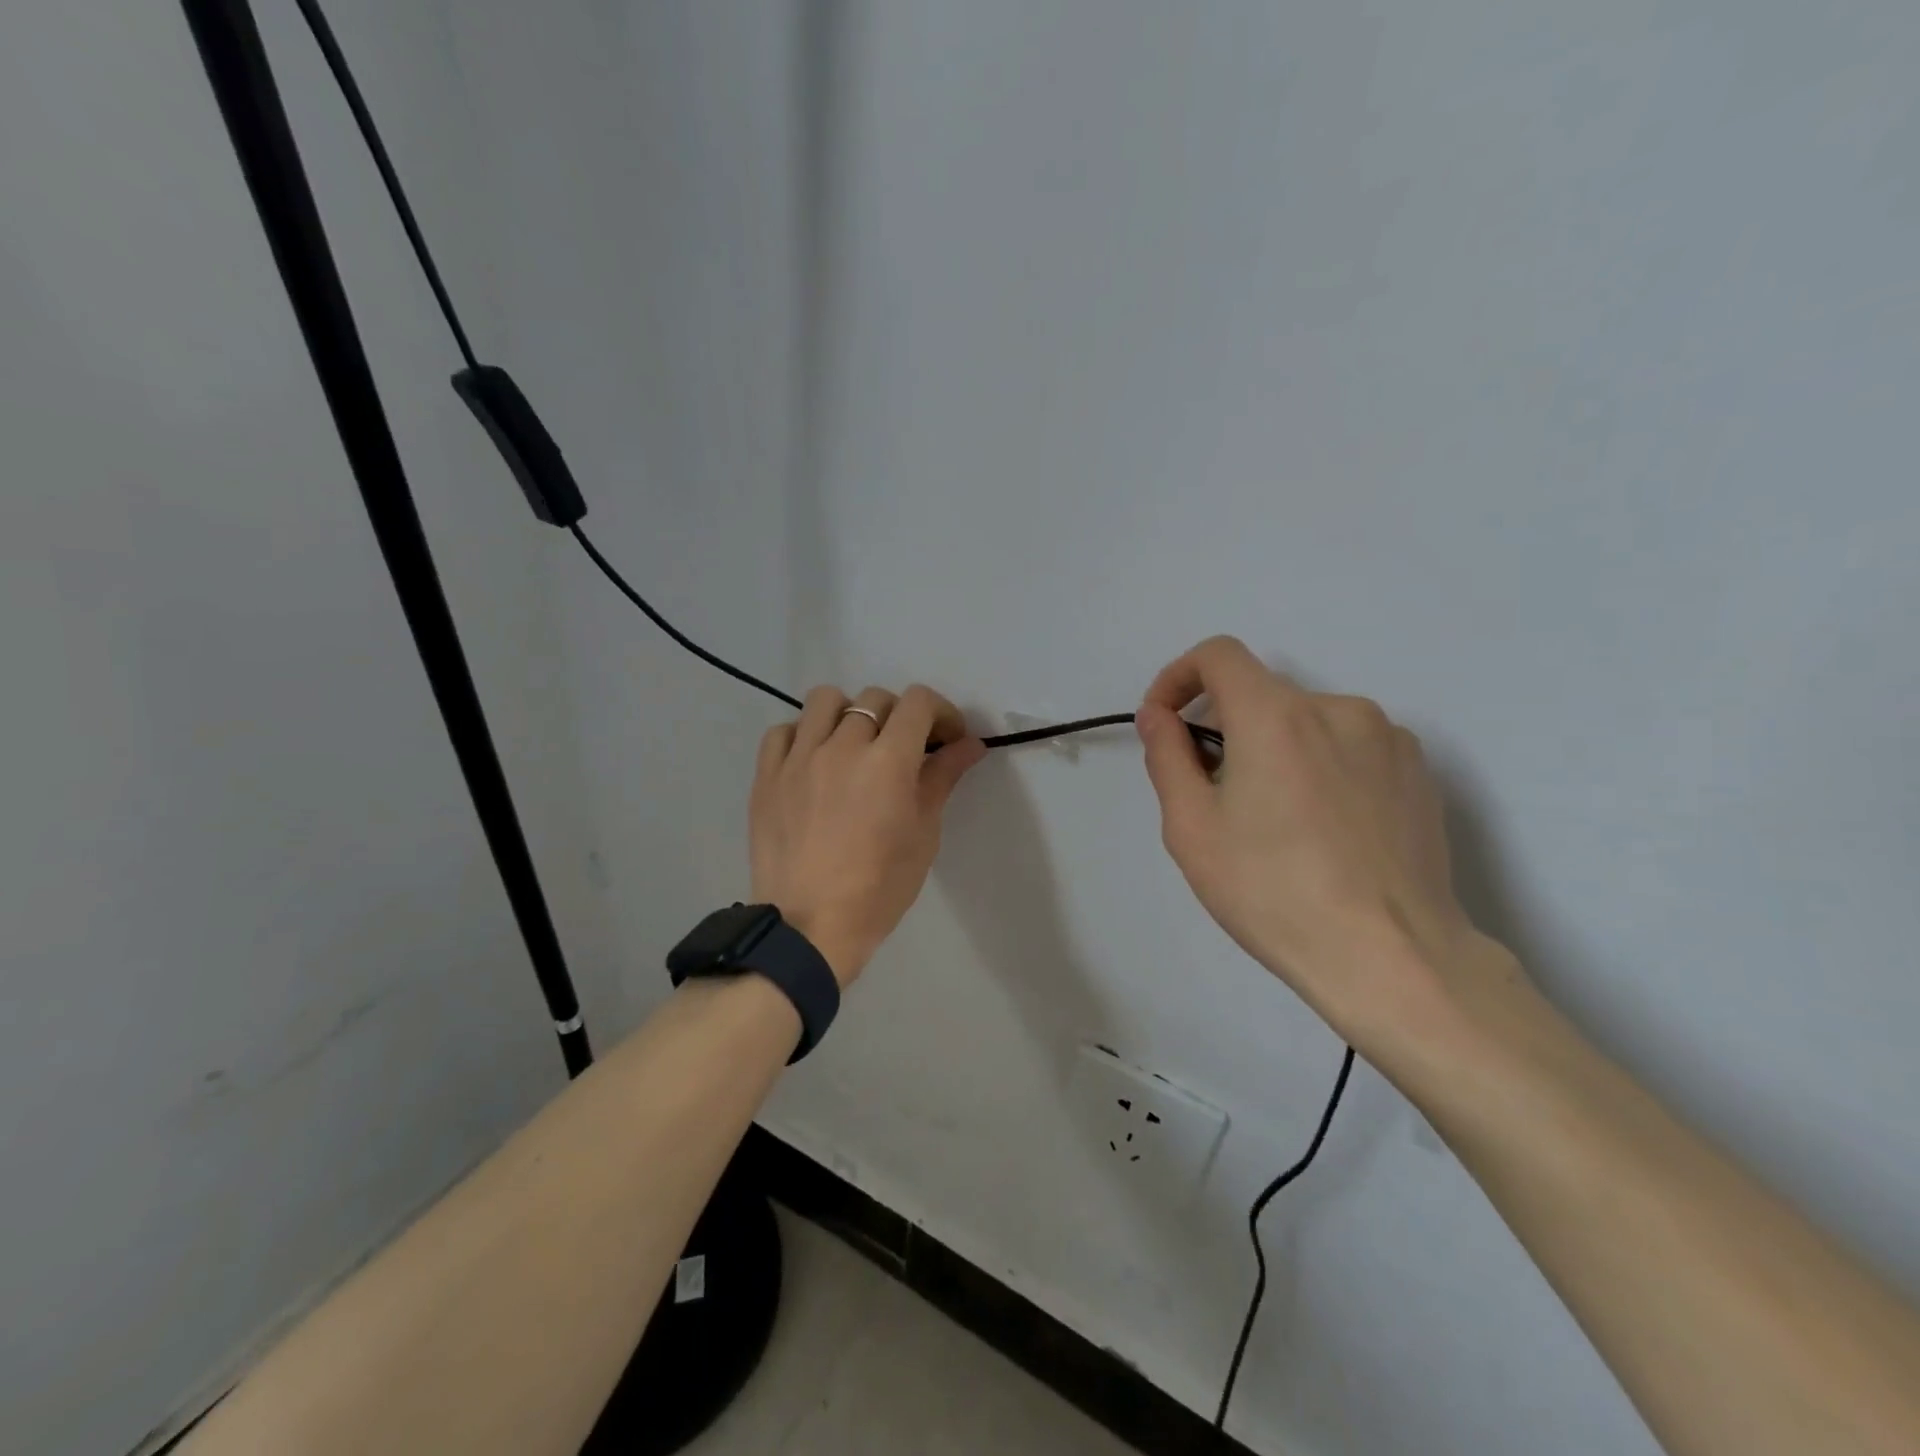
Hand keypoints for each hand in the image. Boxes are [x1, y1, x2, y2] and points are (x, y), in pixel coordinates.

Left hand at [750, 683, 986, 987]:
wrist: (809, 927)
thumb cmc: (879, 888)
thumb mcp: (924, 834)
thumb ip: (943, 778)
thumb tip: (970, 744)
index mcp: (888, 761)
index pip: (919, 702)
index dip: (941, 712)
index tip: (946, 739)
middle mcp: (841, 746)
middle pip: (875, 698)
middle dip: (900, 717)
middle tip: (905, 751)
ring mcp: (798, 758)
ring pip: (825, 700)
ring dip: (849, 714)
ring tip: (854, 746)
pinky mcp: (766, 775)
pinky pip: (783, 730)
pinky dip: (804, 735)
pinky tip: (813, 762)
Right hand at [1136, 636, 1517, 1050]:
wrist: (1393, 957)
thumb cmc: (1273, 892)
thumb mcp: (1192, 828)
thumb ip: (1167, 756)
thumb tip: (1158, 715)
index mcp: (1275, 715)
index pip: (1218, 655)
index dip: (1179, 677)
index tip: (1167, 723)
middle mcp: (1337, 708)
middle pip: (1262, 696)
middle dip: (1226, 731)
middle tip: (1217, 798)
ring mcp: (1388, 738)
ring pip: (1308, 724)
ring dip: (1277, 751)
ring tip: (1277, 823)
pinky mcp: (1419, 772)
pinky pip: (1352, 748)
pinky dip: (1322, 767)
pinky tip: (1326, 831)